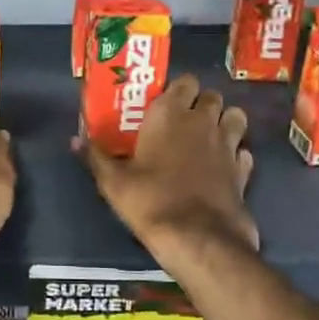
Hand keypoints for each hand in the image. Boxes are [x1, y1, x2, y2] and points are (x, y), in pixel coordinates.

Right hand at [76, 75, 256, 264]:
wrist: (198, 238)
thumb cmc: (150, 201)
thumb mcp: (113, 182)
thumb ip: (96, 156)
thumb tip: (75, 139)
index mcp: (170, 114)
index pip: (183, 81)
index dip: (176, 90)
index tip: (163, 103)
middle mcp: (202, 121)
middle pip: (211, 95)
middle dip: (200, 103)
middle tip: (183, 121)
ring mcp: (228, 144)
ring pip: (235, 116)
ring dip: (224, 121)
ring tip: (207, 138)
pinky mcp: (243, 169)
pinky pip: (243, 150)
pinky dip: (235, 153)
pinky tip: (222, 166)